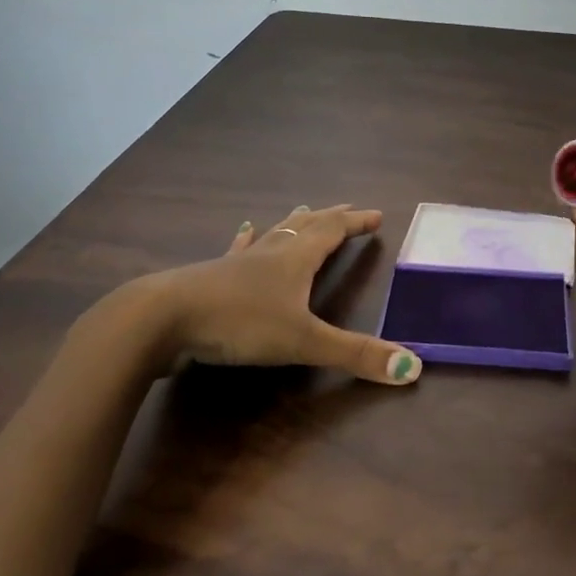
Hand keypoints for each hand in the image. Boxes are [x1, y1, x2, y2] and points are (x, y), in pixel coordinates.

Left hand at [68, 205, 423, 386]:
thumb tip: (413, 368)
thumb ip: (356, 355)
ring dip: (293, 222)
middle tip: (348, 208)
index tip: (377, 215)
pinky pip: (237, 250)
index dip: (356, 223)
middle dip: (331, 217)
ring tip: (303, 209)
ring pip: (273, 234)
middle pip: (306, 226)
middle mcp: (270, 253)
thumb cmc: (239, 323)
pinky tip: (243, 229)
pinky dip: (247, 239)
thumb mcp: (303, 342)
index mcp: (295, 260)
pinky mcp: (211, 277)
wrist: (162, 319)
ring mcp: (238, 262)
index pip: (333, 231)